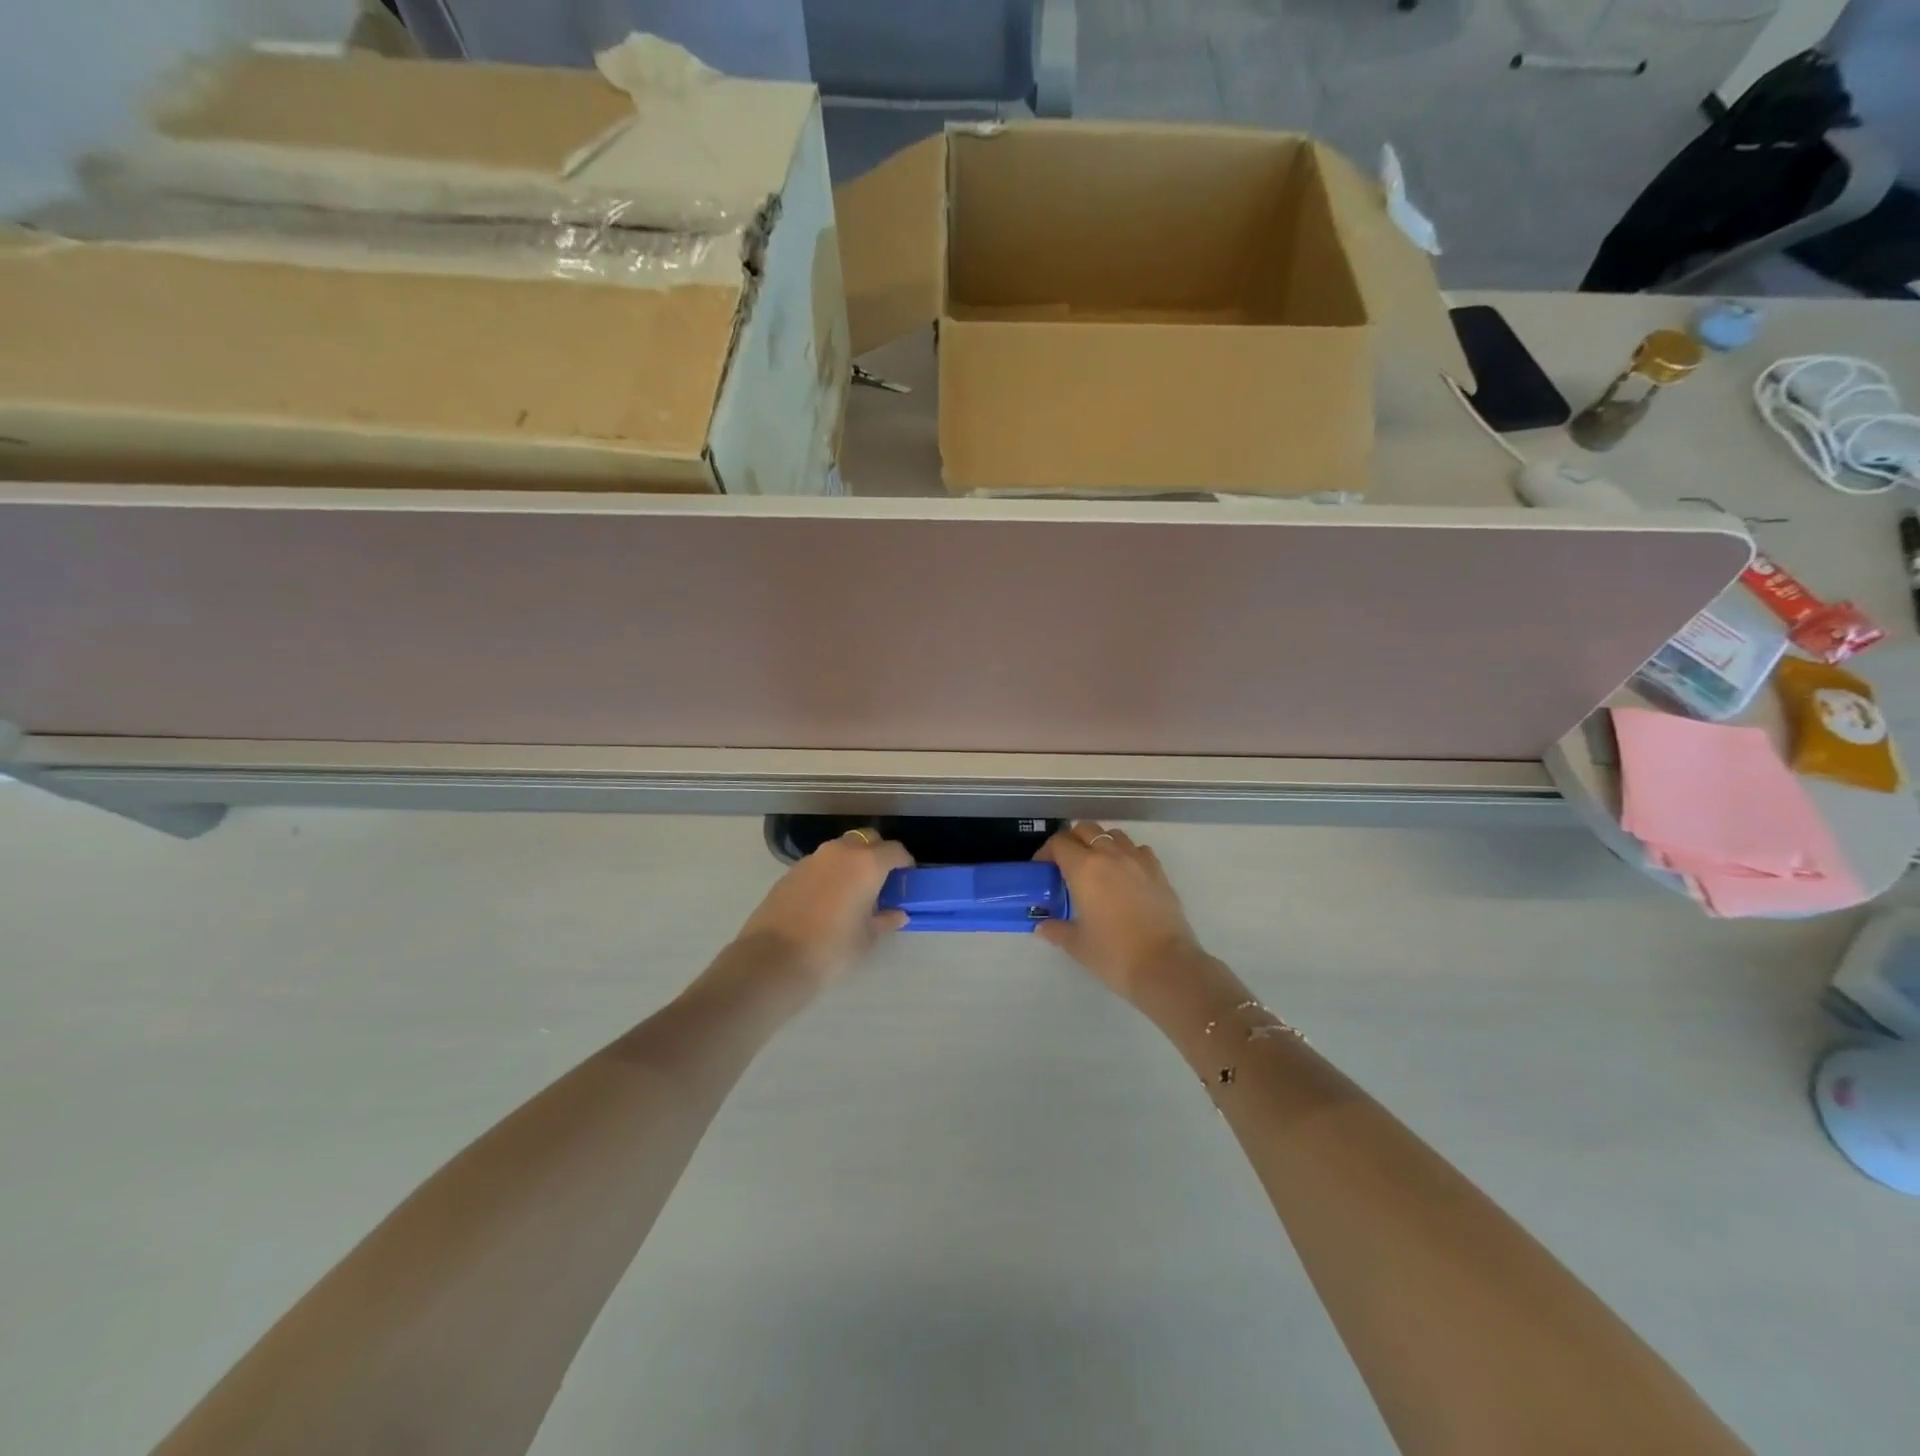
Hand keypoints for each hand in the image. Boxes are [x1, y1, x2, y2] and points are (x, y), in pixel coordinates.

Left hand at [732, 829, 913, 990]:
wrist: (774, 960)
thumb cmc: (832, 949)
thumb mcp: (867, 939)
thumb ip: (885, 920)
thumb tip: (897, 914)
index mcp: (866, 864)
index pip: (895, 850)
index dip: (905, 863)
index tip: (906, 879)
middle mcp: (840, 852)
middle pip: (867, 839)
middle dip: (878, 853)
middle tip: (881, 881)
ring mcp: (812, 859)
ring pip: (841, 849)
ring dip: (851, 862)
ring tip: (852, 891)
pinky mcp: (791, 871)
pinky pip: (820, 864)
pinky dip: (829, 873)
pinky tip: (826, 900)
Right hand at [1036, 823, 1208, 1003]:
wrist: (1165, 965)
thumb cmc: (1114, 953)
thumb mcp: (1077, 945)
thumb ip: (1056, 930)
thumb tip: (1042, 926)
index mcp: (1084, 868)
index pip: (1059, 843)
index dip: (1046, 852)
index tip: (1043, 868)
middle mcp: (1110, 855)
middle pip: (1085, 829)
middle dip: (1072, 841)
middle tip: (1067, 865)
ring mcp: (1138, 860)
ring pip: (1113, 835)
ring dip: (1101, 844)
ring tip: (1097, 867)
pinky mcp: (1158, 871)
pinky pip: (1138, 850)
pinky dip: (1128, 855)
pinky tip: (1126, 876)